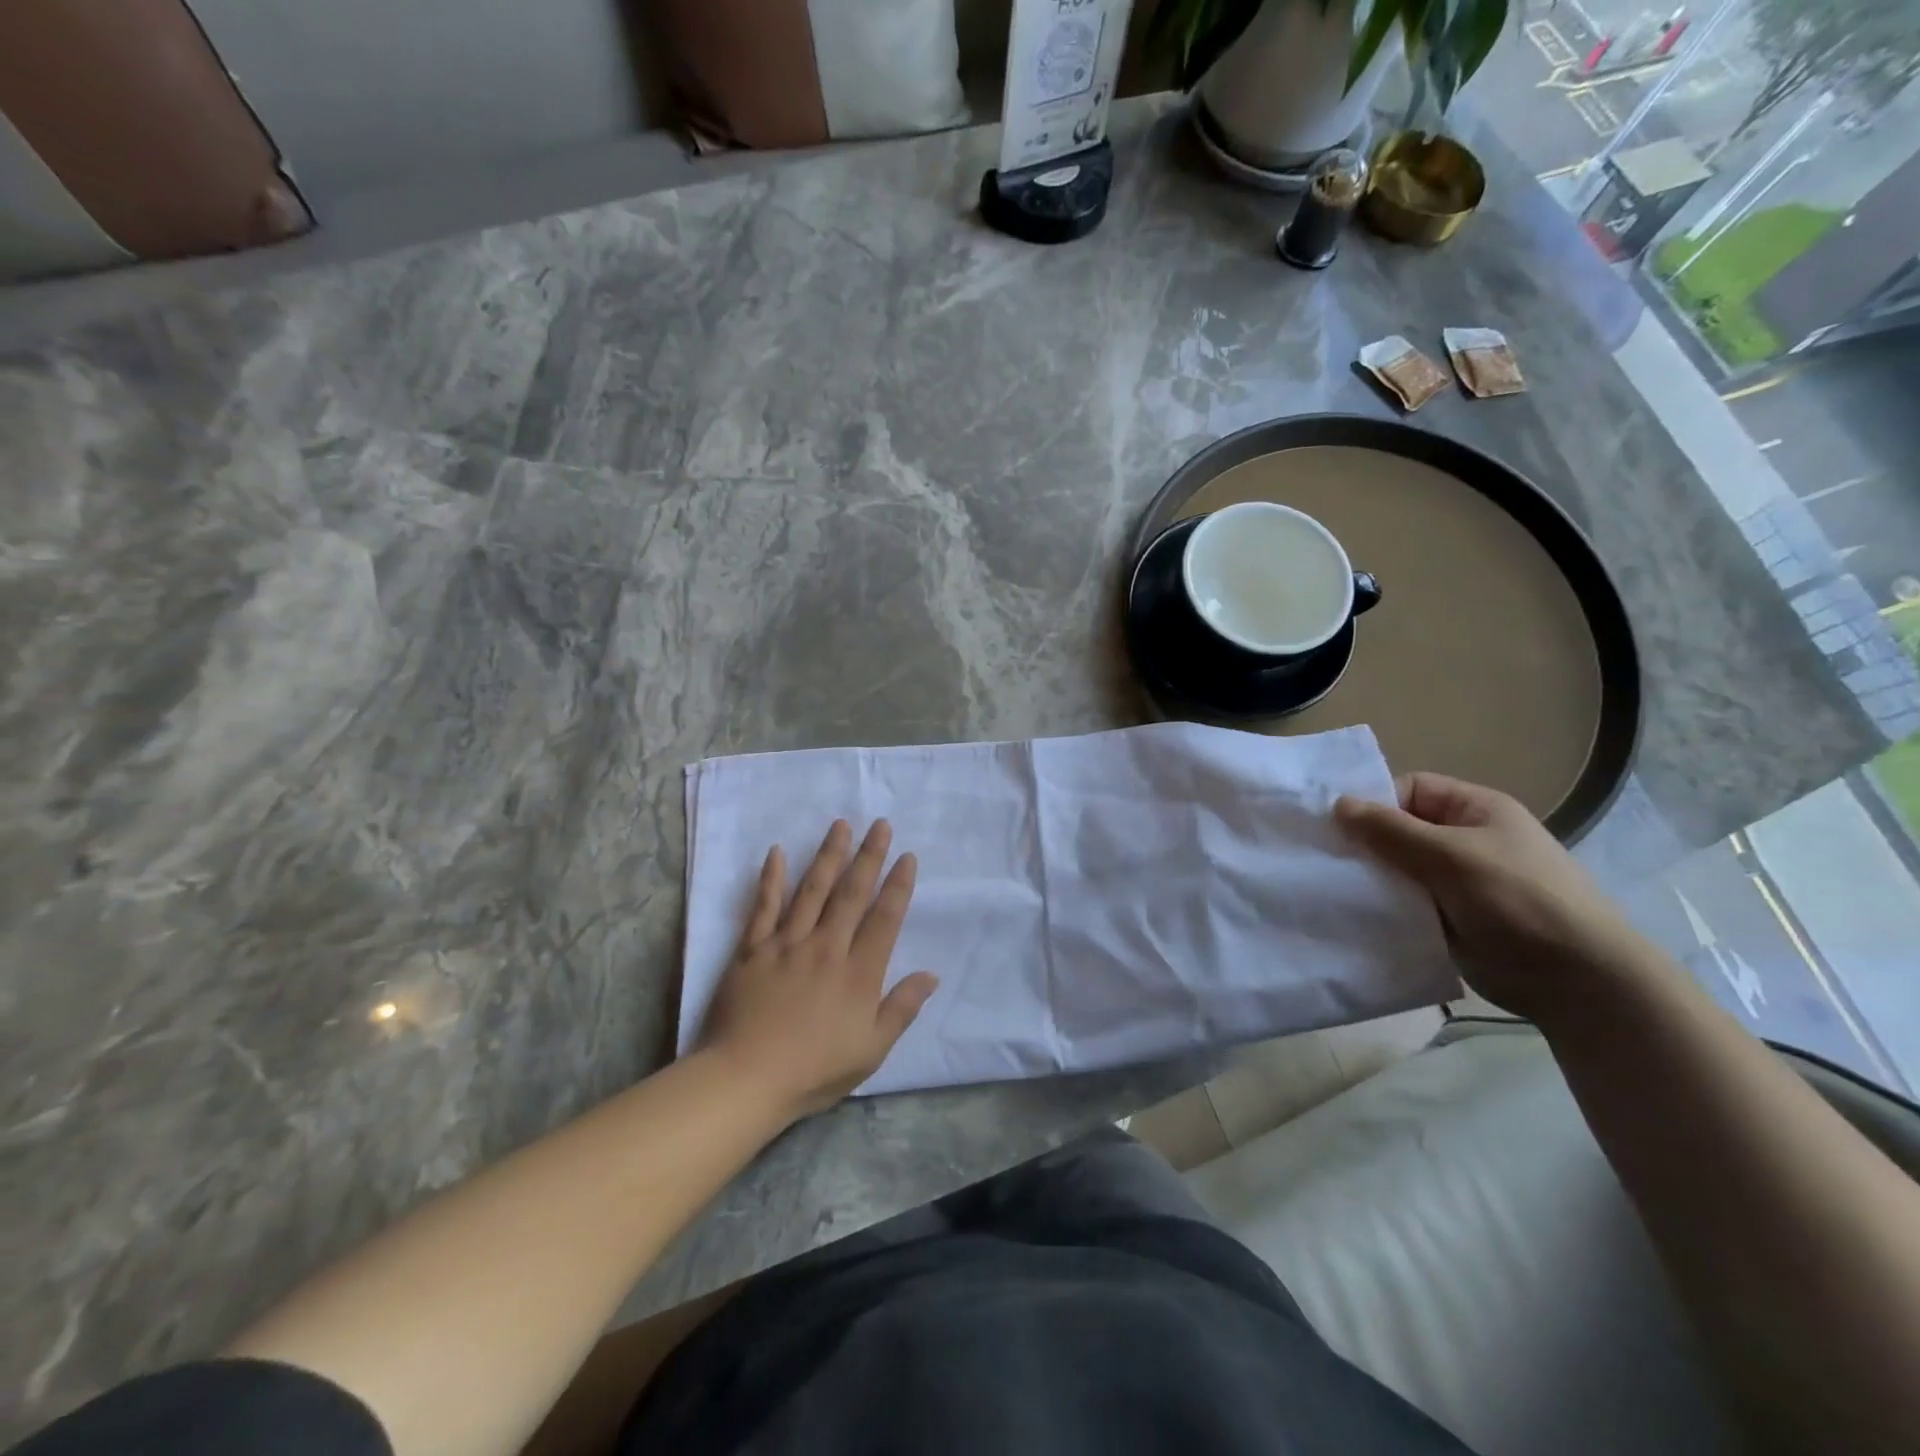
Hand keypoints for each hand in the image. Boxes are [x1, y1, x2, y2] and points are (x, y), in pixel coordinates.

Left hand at [699, 819, 938, 1118]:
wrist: (745, 1080)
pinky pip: (763, 907)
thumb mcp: (871, 1050)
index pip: (884, 918)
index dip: (898, 885)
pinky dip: (770, 879)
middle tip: (880, 825)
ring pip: (812, 890)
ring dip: (828, 855)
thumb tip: (931, 975)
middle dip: (869, 856)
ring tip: (841, 825)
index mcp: (858, 972)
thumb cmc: (814, 1070)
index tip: (907, 856)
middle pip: (851, 893)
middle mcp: (826, 947)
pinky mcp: (752, 950)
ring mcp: (786, 944)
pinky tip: (777, 852)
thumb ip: (901, 1008)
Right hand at [1334, 773, 1646, 1022]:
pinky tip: (1356, 913)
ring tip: (1334, 888)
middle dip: (1365, 843)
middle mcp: (1464, 840)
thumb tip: (1338, 803)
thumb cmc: (1519, 900)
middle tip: (1327, 860)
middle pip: (1399, 829)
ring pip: (1398, 868)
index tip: (1340, 828)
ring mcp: (1457, 881)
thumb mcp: (1451, 855)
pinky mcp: (1448, 918)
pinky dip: (1383, 906)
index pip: (1409, 789)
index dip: (1375, 803)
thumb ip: (1391, 830)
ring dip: (1371, 878)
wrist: (1577, 981)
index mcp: (1475, 810)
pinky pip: (1405, 902)